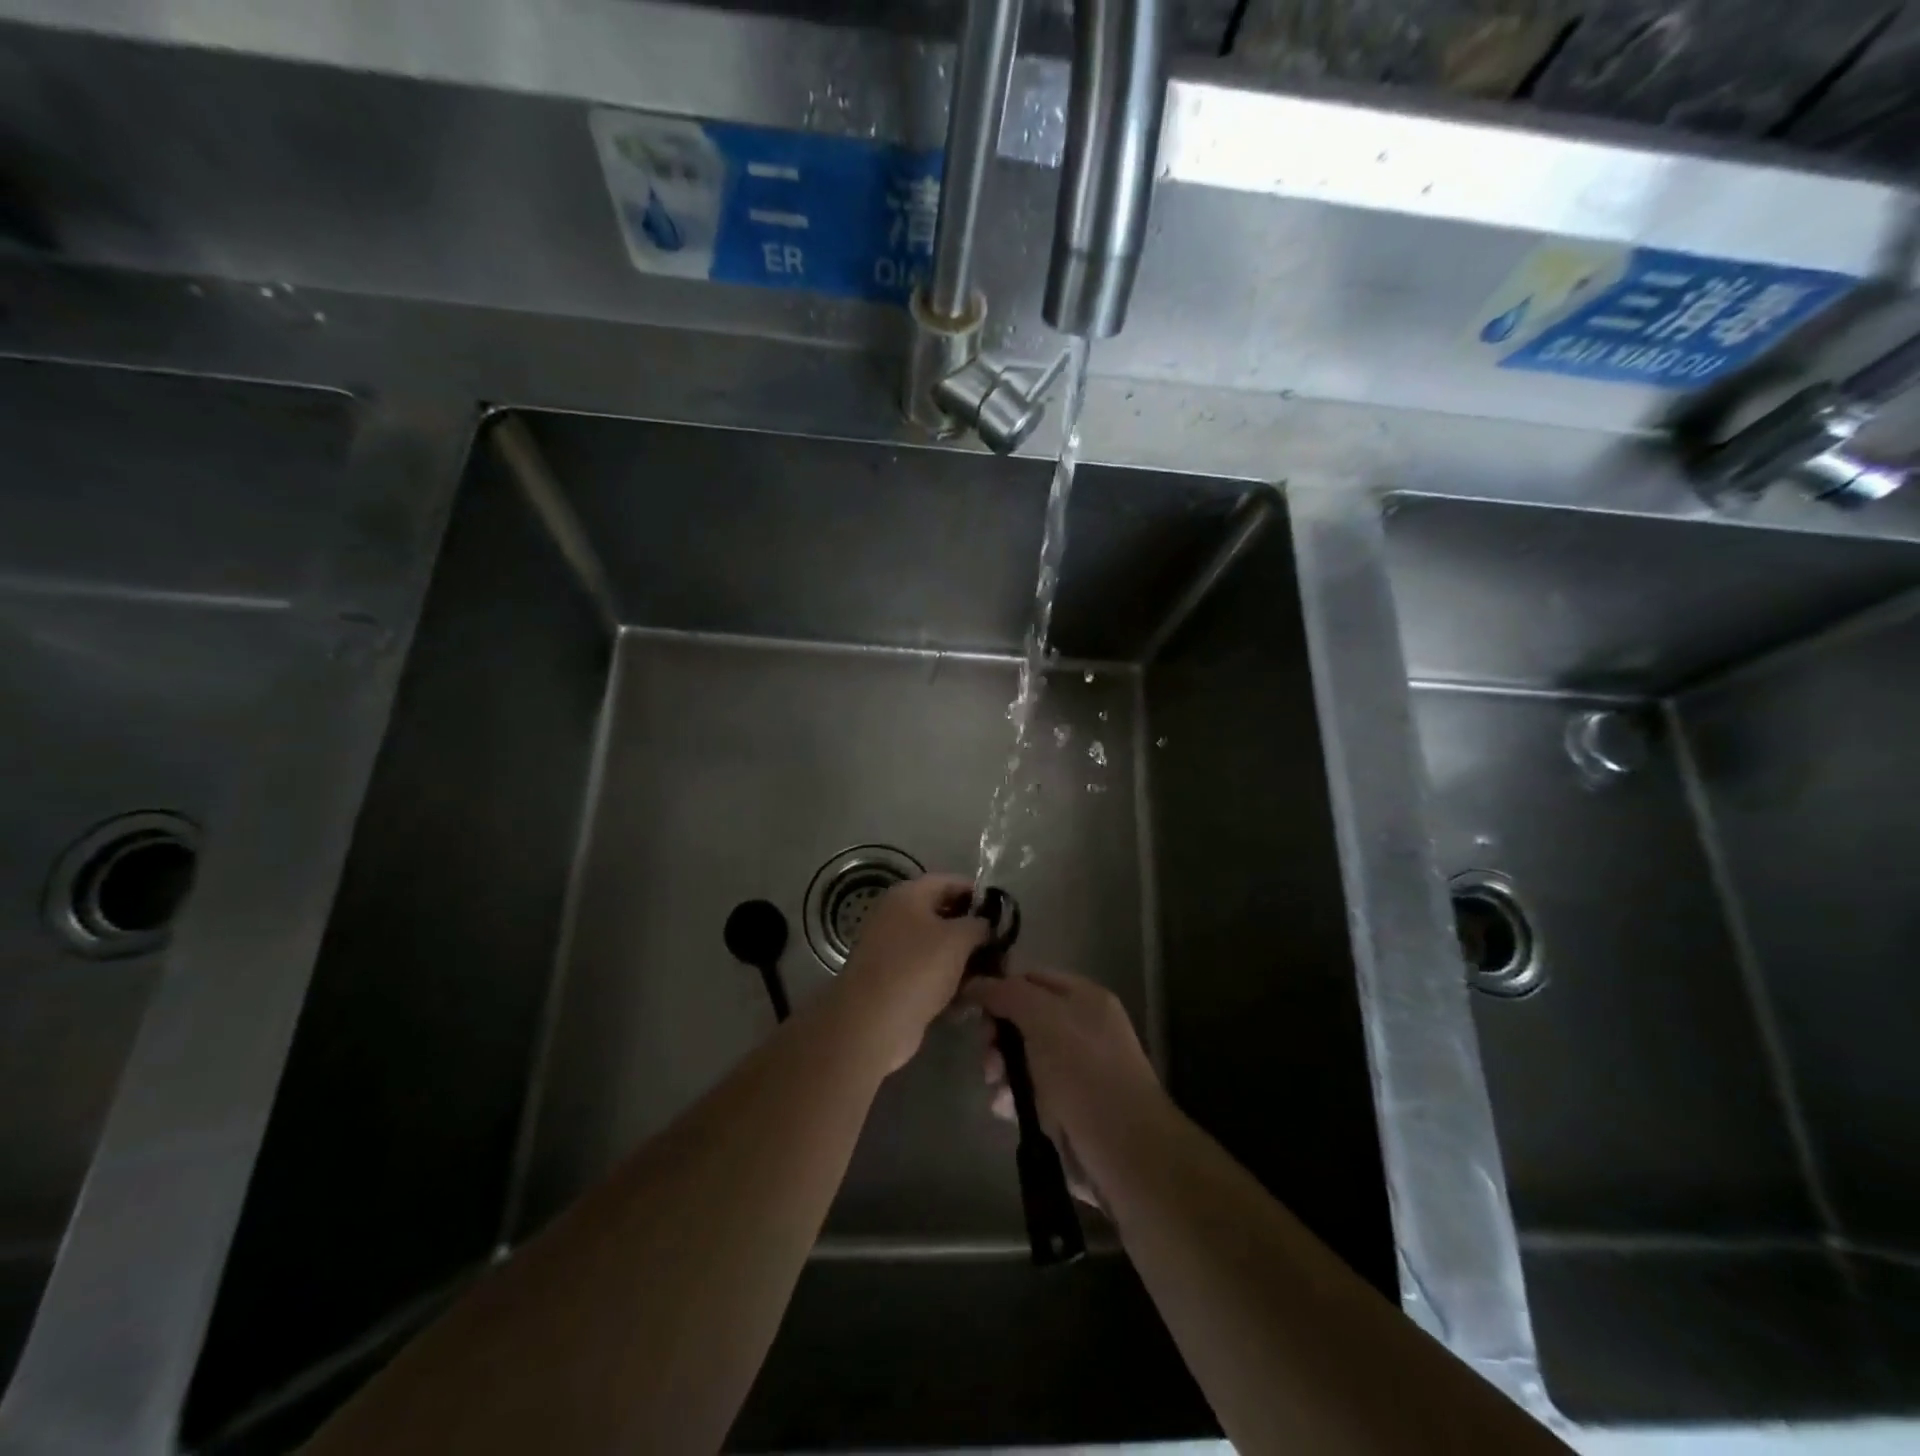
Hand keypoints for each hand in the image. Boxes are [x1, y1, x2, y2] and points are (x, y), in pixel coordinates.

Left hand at [836, 873, 987, 1071]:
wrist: (873, 1022)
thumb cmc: (918, 968)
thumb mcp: (958, 939)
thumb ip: (978, 924)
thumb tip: (985, 923)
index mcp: (907, 895)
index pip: (948, 881)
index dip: (976, 891)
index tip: (1001, 909)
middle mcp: (895, 916)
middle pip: (941, 913)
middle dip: (971, 927)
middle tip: (1000, 943)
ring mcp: (890, 948)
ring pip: (935, 945)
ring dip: (961, 957)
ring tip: (990, 971)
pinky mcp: (892, 979)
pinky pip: (926, 970)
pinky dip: (946, 978)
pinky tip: (968, 994)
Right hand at [959, 966, 1162, 1207]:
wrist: (1123, 1151)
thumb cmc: (1083, 1073)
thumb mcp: (1043, 1020)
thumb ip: (1007, 994)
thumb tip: (975, 984)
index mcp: (1083, 997)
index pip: (1030, 979)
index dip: (1000, 990)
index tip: (972, 1010)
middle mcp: (1080, 1028)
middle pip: (1022, 1019)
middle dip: (998, 1036)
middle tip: (989, 1058)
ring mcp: (1074, 1069)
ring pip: (1022, 1057)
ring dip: (1001, 1069)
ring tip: (996, 1088)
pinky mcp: (1066, 1106)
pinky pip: (1028, 1091)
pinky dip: (1012, 1097)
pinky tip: (1004, 1109)